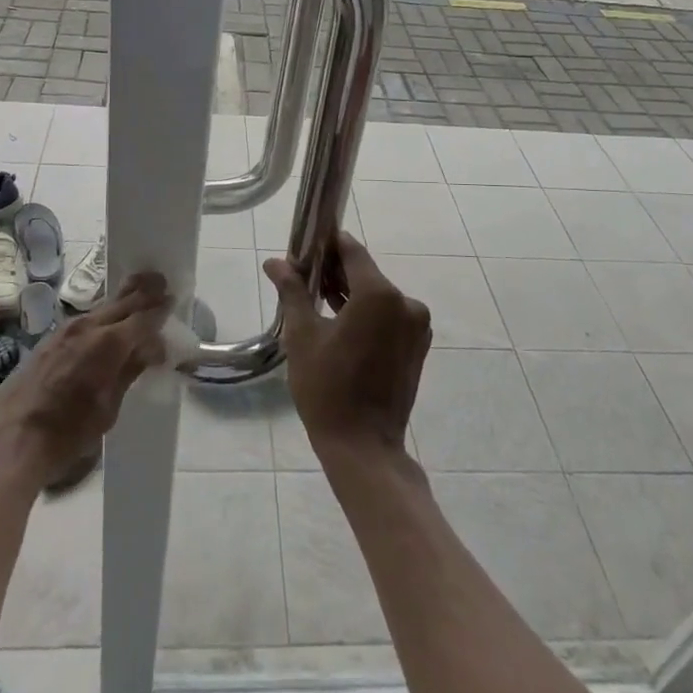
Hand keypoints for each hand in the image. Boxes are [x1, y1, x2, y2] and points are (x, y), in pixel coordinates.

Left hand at [0, 272, 169, 488]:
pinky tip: (106, 325)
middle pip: (123, 301)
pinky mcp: (48, 340)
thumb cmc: (66, 433)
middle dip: (144, 291)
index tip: (172, 301)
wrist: (9, 441)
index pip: (144, 317)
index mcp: (109, 343)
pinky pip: (84, 320)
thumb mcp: (108, 408)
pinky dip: (102, 316)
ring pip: (102, 308)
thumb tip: (151, 348)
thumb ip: (130, 371)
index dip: (160, 309)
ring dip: (122, 302)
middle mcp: (88, 327)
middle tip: (161, 282)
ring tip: (137, 297)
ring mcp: (65, 330)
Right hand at [264, 234, 430, 461]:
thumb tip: (275, 262)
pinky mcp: (417, 346)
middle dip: (336, 272)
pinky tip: (341, 324)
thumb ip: (293, 291)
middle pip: (366, 273)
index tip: (305, 248)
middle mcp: (406, 303)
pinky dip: (367, 314)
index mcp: (379, 294)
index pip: (352, 251)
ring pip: (378, 296)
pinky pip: (389, 316)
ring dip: (351, 294)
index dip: (327, 245)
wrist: (363, 447)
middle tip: (304, 277)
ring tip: (317, 300)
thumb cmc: (327, 388)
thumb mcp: (302, 335)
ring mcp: (416, 326)